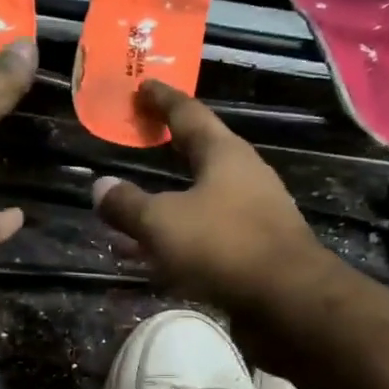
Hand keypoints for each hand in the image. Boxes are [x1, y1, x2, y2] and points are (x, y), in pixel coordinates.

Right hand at [91, 81, 325, 314]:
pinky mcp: (255, 250)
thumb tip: (100, 187)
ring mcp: (253, 215)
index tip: (143, 85)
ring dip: (166, 206)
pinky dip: (178, 240)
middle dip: (167, 148)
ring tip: (130, 216)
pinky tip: (154, 260)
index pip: (188, 113)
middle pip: (199, 154)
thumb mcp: (162, 223)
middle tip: (140, 138)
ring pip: (200, 201)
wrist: (288, 303)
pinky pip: (206, 236)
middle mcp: (244, 177)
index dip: (162, 99)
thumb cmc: (223, 246)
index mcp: (224, 155)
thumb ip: (128, 205)